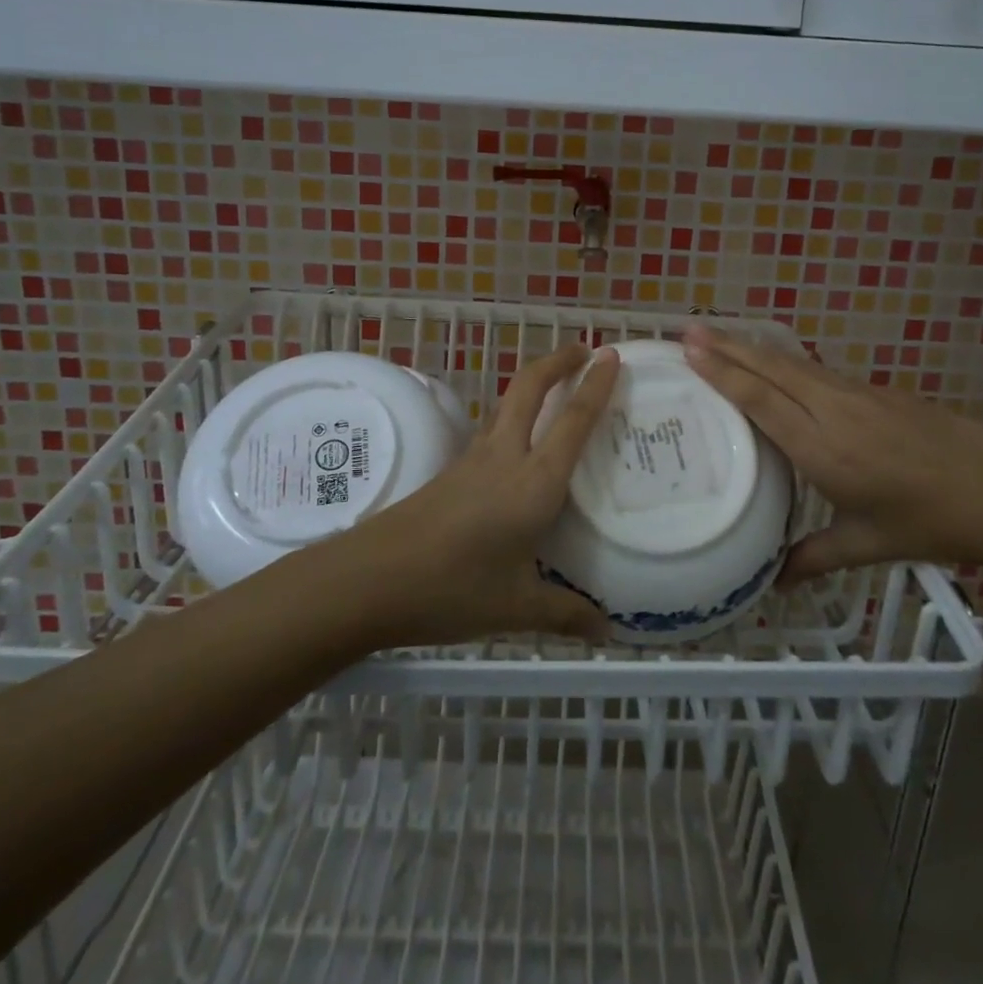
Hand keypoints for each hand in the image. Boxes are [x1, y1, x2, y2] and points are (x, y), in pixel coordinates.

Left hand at [321, 343, 619, 647]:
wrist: (371, 579)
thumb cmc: (452, 588)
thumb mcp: (516, 608)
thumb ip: (565, 615)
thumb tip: (606, 632)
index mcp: (533, 482)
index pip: (572, 421)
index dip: (595, 386)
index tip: (611, 355)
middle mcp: (505, 458)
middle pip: (530, 389)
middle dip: (558, 361)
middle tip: (584, 350)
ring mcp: (473, 461)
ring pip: (508, 405)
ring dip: (534, 384)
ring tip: (556, 388)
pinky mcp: (451, 472)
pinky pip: (493, 430)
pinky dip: (514, 416)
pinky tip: (518, 444)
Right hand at [682, 325, 982, 583]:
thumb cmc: (928, 523)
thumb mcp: (866, 545)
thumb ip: (814, 558)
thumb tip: (773, 585)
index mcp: (823, 449)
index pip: (761, 401)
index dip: (723, 373)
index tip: (690, 349)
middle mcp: (834, 411)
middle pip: (772, 369)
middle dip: (728, 346)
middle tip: (688, 327)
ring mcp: (859, 395)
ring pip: (795, 364)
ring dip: (754, 348)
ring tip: (721, 337)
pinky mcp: (878, 391)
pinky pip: (820, 372)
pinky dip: (787, 363)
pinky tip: (777, 366)